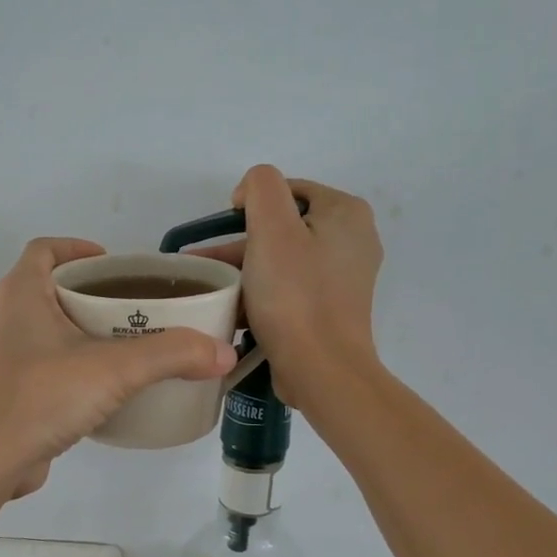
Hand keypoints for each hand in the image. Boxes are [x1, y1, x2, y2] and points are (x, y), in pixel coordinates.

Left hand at [0, 238, 237, 497]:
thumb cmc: (39, 398)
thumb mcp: (114, 370)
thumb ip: (171, 356)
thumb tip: (222, 352)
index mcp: (19, 294)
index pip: (44, 250)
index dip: (77, 248)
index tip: (114, 265)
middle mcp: (3, 318)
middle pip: (47, 288)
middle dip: (89, 293)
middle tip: (132, 308)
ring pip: (43, 329)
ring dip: (78, 331)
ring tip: (123, 346)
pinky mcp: (3, 393)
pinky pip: (40, 365)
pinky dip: (68, 365)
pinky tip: (99, 389)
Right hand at [197, 166, 382, 408]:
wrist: (321, 369)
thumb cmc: (295, 294)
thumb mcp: (271, 227)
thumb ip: (261, 187)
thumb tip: (252, 192)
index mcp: (346, 212)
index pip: (288, 189)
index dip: (250, 203)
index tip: (222, 229)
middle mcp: (353, 239)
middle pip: (284, 226)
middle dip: (240, 242)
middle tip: (203, 261)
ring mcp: (344, 276)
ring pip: (283, 258)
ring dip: (245, 268)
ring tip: (207, 284)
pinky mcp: (331, 307)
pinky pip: (290, 286)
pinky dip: (262, 290)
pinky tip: (232, 304)